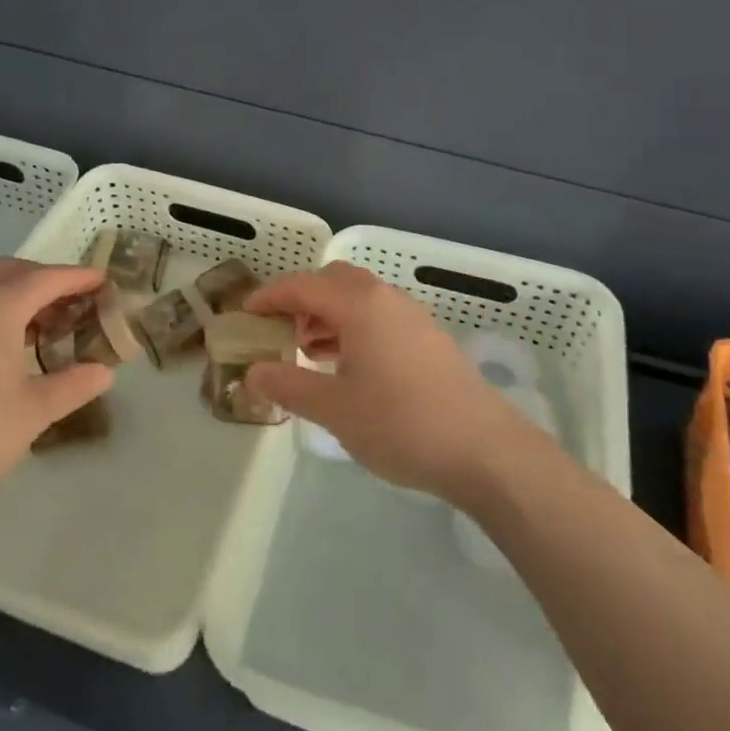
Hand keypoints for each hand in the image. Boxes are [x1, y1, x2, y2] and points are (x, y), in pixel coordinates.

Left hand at [0, 259, 113, 526]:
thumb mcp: (33, 412)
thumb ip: (73, 385)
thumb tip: (104, 371)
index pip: (48, 278)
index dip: (80, 277)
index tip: (107, 282)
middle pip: (14, 271)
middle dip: (47, 280)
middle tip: (76, 305)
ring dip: (20, 296)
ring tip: (47, 328)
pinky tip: (8, 352)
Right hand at [244, 262, 544, 502]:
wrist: (484, 449)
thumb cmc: (401, 424)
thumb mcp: (334, 409)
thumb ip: (289, 385)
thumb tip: (254, 372)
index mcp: (359, 305)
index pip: (303, 285)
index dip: (269, 296)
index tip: (245, 314)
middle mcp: (386, 298)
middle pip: (333, 281)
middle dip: (302, 300)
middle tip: (280, 332)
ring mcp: (412, 316)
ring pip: (359, 298)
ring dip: (329, 315)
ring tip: (310, 353)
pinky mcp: (429, 338)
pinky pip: (380, 316)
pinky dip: (354, 328)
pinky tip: (349, 367)